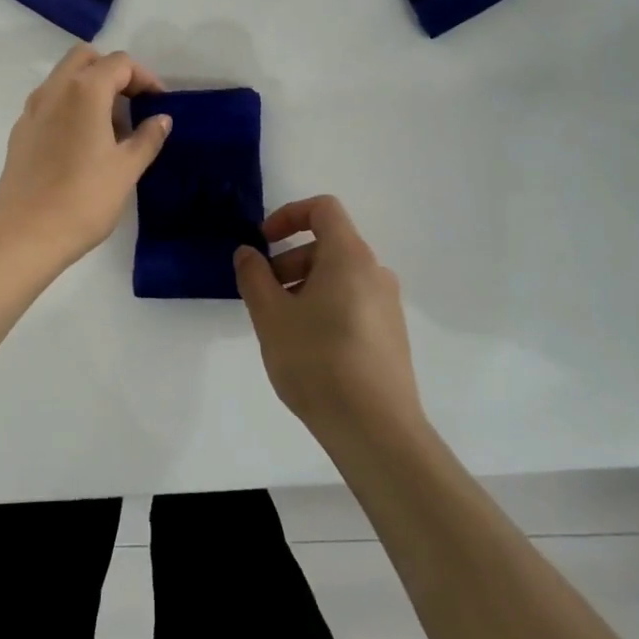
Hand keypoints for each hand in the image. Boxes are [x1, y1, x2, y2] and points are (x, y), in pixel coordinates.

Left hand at [0, 45, 172, 264]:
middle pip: (85, 58)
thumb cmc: (84, 199)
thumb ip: (147, 138)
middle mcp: (54, 90)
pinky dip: (70, 106)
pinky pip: (49, 102)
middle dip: (112, 72)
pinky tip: (82, 144)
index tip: (158, 104)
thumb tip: (161, 119)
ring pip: (63, 78)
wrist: (26, 234)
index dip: (144, 78)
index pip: (119, 63)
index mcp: (84, 91)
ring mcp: (32, 110)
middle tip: (132, 104)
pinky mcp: (20, 132)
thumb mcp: (127, 169)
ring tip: (111, 127)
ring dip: (89, 88)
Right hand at [235, 196, 423, 443]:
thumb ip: (254, 277)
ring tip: (281, 326)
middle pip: (329, 245)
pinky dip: (324, 307)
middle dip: (289, 261)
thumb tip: (248, 252)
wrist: (375, 429)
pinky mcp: (391, 335)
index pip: (323, 209)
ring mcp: (388, 305)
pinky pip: (352, 302)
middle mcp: (375, 273)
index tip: (263, 242)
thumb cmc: (317, 361)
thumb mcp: (271, 316)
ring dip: (304, 286)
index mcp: (350, 257)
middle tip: (263, 296)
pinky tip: (307, 348)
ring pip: (339, 277)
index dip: (289, 215)